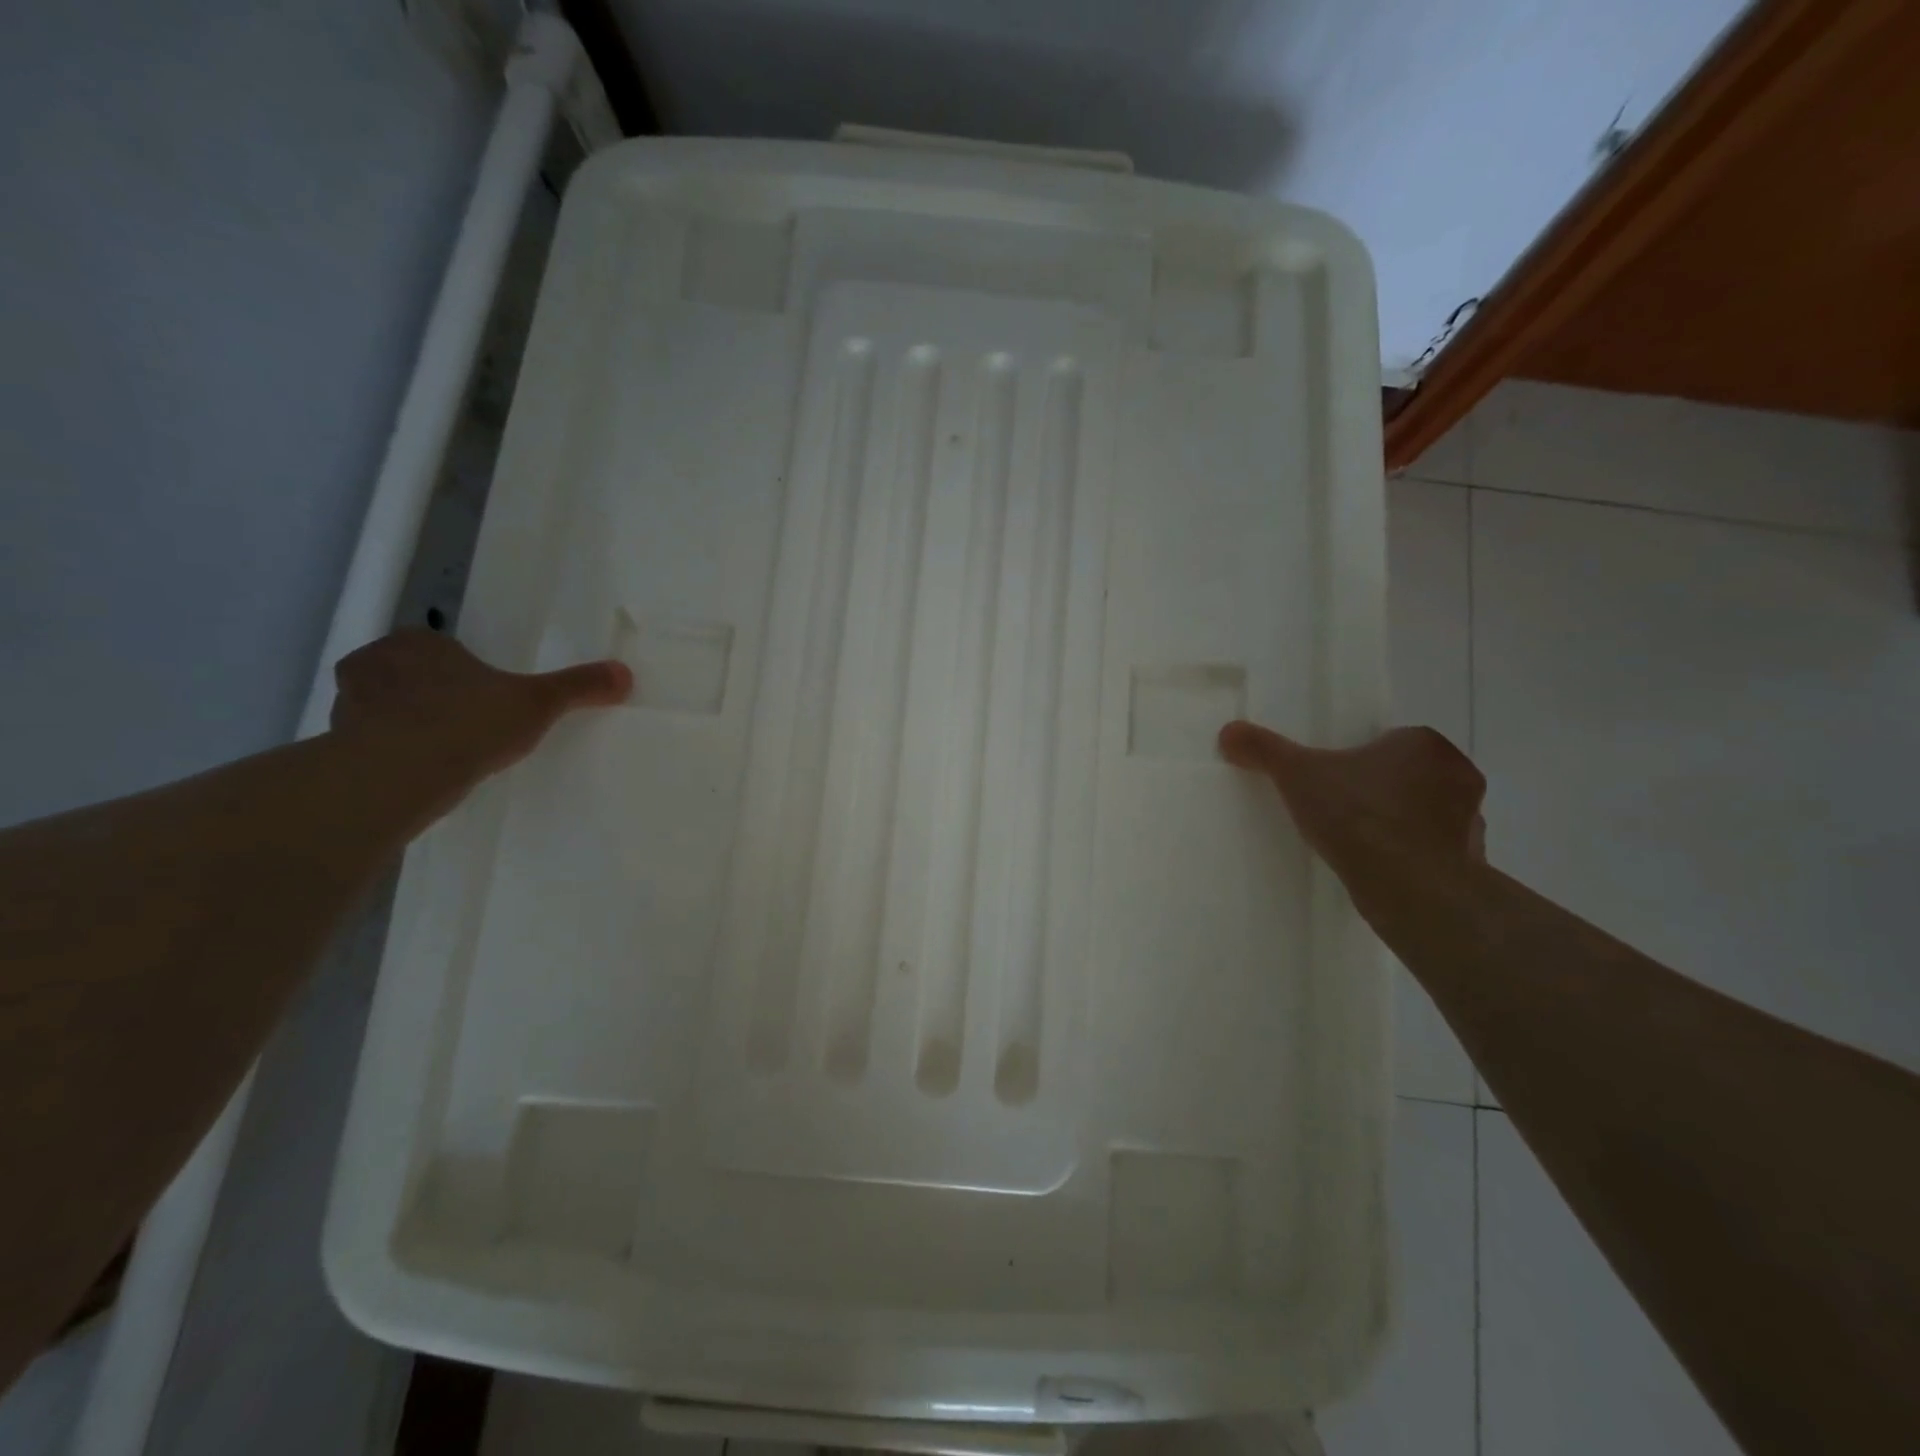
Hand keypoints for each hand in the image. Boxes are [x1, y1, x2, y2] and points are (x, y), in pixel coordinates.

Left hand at [330, 629, 631, 788]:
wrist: (402, 773)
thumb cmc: (469, 722)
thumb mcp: (538, 703)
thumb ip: (578, 687)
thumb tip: (625, 673)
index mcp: (418, 643)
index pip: (436, 646)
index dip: (459, 668)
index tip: (480, 694)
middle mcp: (375, 663)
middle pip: (404, 674)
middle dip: (426, 693)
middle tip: (461, 721)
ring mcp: (349, 704)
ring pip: (380, 708)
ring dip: (401, 723)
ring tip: (437, 751)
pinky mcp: (336, 744)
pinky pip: (365, 743)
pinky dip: (385, 754)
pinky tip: (414, 773)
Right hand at [1218, 721, 1486, 905]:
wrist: (1410, 887)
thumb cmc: (1358, 816)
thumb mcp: (1297, 776)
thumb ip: (1264, 750)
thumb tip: (1228, 731)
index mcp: (1423, 743)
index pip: (1390, 742)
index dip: (1360, 759)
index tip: (1333, 780)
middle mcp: (1458, 774)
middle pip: (1410, 776)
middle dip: (1382, 791)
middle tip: (1341, 810)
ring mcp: (1471, 821)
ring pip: (1426, 814)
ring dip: (1400, 825)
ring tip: (1359, 844)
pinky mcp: (1471, 862)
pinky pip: (1435, 852)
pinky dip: (1412, 858)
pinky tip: (1380, 870)